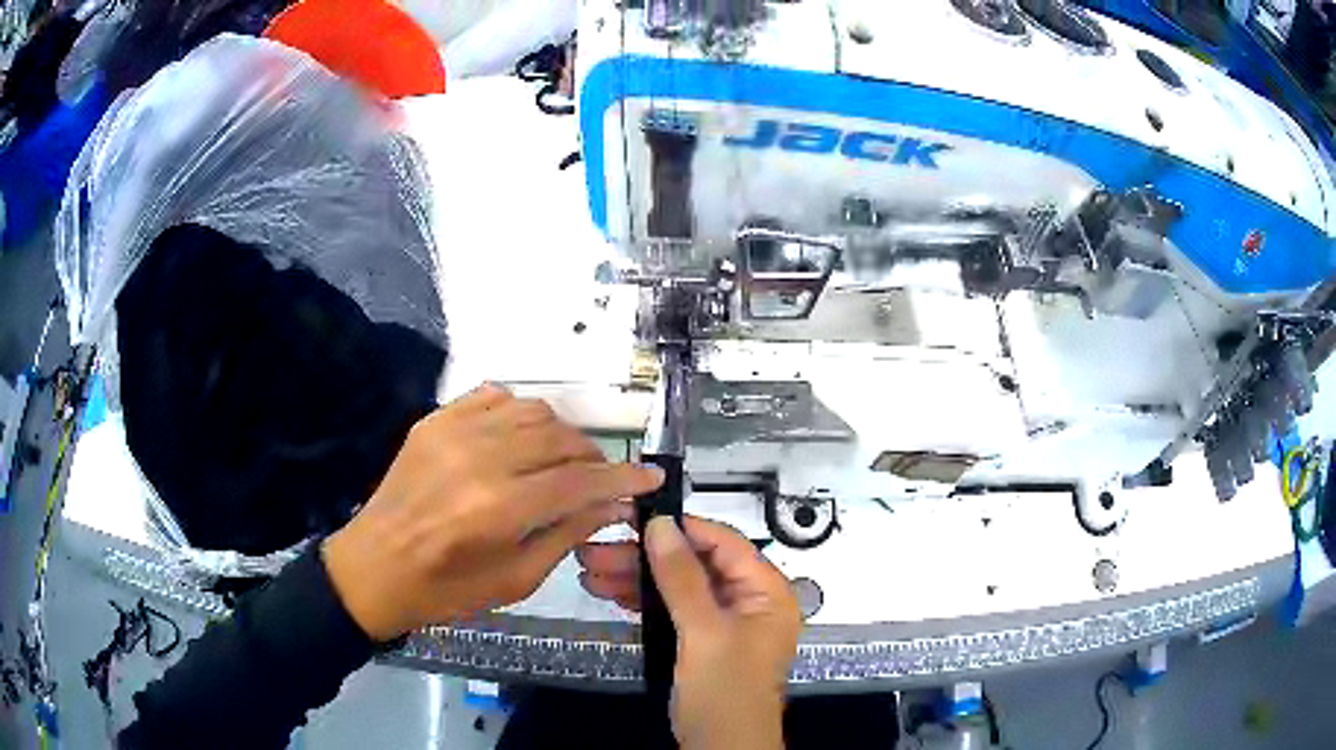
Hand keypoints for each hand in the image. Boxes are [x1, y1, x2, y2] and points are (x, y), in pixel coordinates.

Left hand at [321, 384, 664, 641]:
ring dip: (560, 434)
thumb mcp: (514, 579)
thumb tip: (611, 504)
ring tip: (563, 460)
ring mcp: (453, 431)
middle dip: (594, 456)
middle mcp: (479, 458)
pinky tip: (521, 439)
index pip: (580, 479)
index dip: (622, 478)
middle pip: (560, 437)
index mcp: (499, 509)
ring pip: (532, 410)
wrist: (373, 568)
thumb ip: (566, 534)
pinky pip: (493, 395)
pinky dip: (519, 412)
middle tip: (602, 479)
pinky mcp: (434, 420)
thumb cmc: (445, 590)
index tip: (650, 477)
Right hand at [578, 517, 801, 749]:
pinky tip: (609, 592)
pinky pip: (673, 609)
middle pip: (696, 564)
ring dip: (637, 578)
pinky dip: (644, 601)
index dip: (682, 528)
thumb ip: (682, 577)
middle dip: (646, 558)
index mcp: (766, 592)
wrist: (720, 749)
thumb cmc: (724, 689)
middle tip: (597, 549)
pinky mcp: (702, 641)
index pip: (725, 543)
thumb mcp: (704, 632)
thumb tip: (661, 524)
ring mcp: (724, 622)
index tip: (635, 518)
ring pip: (679, 586)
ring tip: (590, 571)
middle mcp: (749, 601)